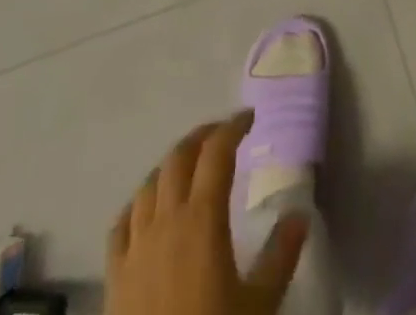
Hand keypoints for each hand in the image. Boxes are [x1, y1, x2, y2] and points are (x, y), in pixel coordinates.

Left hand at [107, 112, 307, 314]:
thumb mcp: (259, 306)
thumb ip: (281, 256)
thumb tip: (300, 215)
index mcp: (202, 218)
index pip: (216, 152)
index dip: (233, 127)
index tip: (249, 119)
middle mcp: (165, 220)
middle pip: (179, 157)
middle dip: (202, 137)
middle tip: (223, 137)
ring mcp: (135, 247)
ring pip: (149, 184)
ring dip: (171, 166)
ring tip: (189, 169)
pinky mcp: (114, 277)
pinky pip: (122, 223)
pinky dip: (138, 204)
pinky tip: (147, 212)